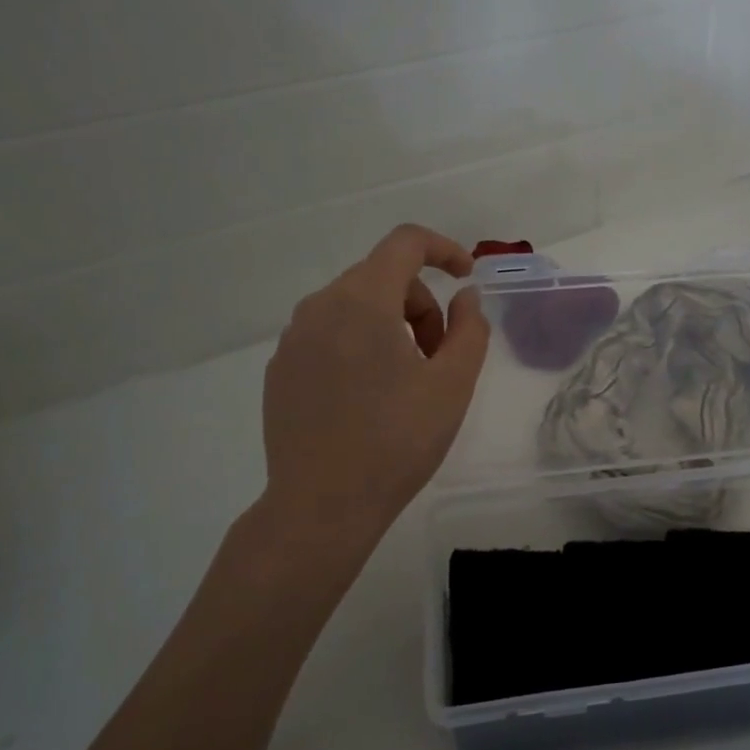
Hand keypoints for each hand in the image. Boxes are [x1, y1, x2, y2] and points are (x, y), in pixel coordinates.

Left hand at [258, 224, 489, 549]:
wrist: (322, 506)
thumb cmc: (397, 442)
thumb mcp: (453, 385)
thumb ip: (469, 329)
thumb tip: (465, 297)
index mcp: (362, 301)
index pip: (404, 243)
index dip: (443, 250)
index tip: (466, 277)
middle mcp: (319, 308)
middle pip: (382, 277)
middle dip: (421, 305)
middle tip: (439, 357)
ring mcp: (293, 340)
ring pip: (354, 307)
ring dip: (391, 326)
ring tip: (408, 382)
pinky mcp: (280, 370)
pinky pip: (329, 336)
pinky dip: (359, 347)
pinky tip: (369, 399)